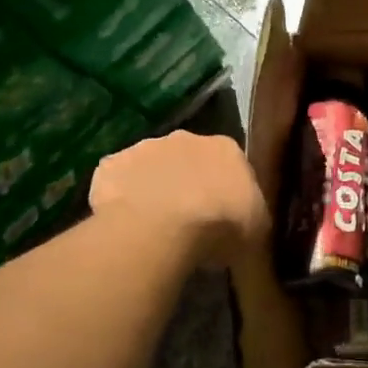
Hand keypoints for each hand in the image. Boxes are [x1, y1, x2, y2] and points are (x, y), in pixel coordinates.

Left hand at [89, 131, 269, 266]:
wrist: (161, 228)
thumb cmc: (219, 226)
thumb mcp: (257, 230)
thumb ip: (252, 217)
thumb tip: (248, 225)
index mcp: (226, 148)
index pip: (230, 163)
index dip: (225, 189)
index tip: (222, 214)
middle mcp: (186, 137)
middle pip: (189, 158)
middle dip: (188, 181)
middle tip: (187, 219)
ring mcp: (144, 147)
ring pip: (151, 167)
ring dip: (153, 187)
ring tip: (153, 225)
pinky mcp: (111, 165)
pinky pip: (117, 182)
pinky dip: (120, 198)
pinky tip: (123, 224)